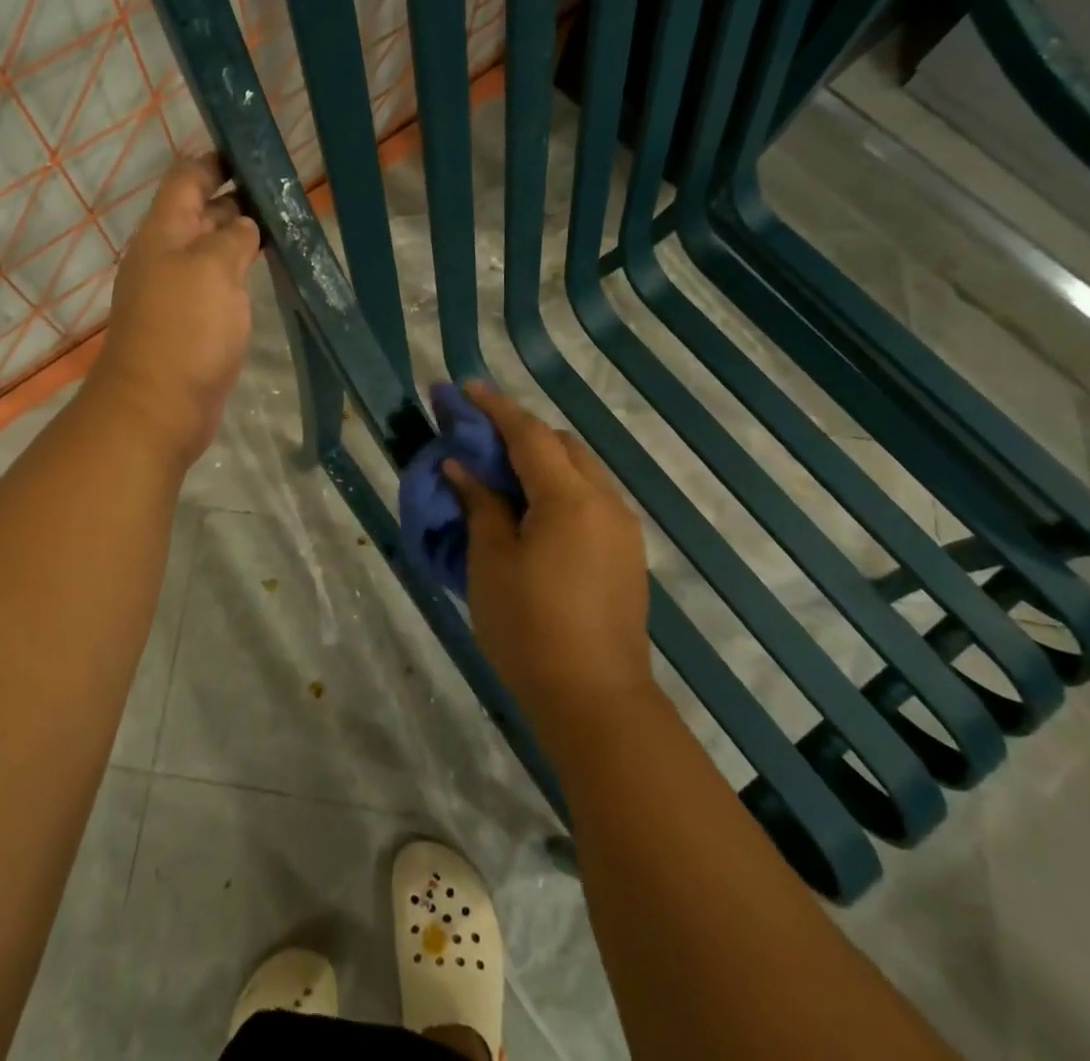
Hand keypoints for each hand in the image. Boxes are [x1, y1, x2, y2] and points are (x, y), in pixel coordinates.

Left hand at [87, 158, 260, 466]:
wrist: (158, 407)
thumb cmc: (185, 329)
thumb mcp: (213, 269)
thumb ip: (232, 237)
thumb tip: (244, 226)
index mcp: (164, 232)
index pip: (187, 178)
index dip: (216, 160)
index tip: (255, 155)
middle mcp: (167, 255)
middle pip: (201, 212)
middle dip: (237, 198)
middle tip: (284, 193)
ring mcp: (178, 291)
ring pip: (212, 250)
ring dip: (242, 237)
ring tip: (284, 228)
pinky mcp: (192, 323)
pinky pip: (217, 284)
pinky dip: (239, 272)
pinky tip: (265, 273)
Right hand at [444, 382, 654, 735]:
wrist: (597, 701)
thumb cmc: (530, 630)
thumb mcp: (490, 564)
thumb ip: (480, 505)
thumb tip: (462, 466)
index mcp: (569, 499)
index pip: (529, 434)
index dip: (496, 408)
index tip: (466, 388)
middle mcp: (605, 501)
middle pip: (561, 444)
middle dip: (520, 431)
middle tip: (478, 436)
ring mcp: (622, 527)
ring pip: (580, 469)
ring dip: (541, 458)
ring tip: (501, 471)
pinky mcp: (627, 552)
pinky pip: (590, 497)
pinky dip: (559, 486)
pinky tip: (531, 509)